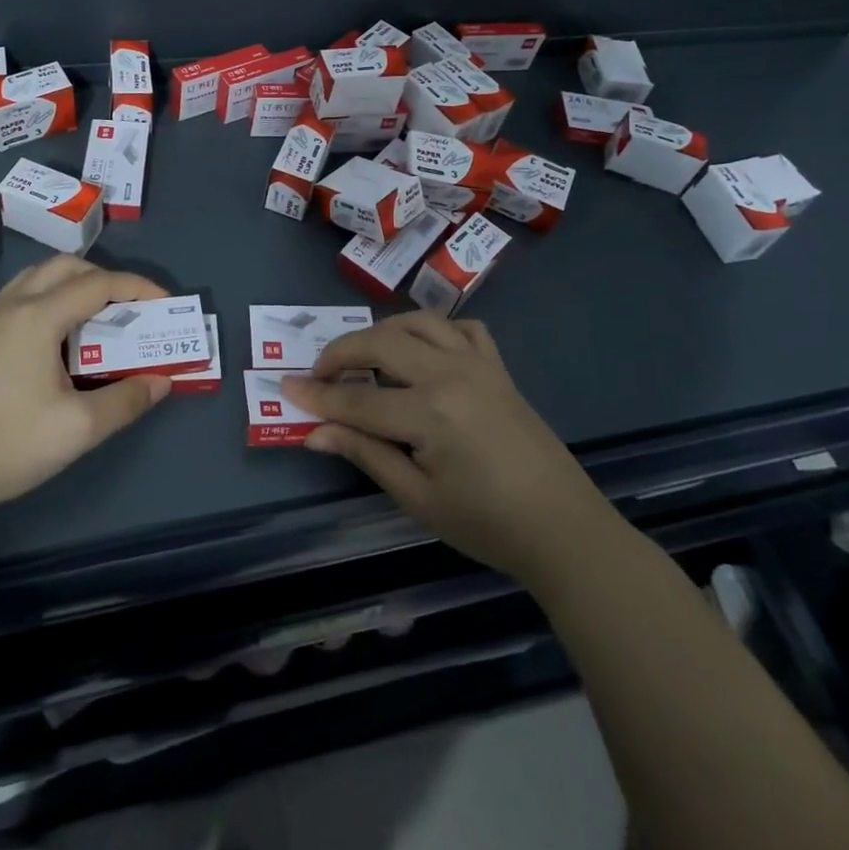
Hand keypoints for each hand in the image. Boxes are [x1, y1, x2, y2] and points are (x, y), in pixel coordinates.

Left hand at [0, 255, 171, 517]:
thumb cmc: (10, 445)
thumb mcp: (79, 428)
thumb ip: (127, 400)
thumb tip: (162, 380)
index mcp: (38, 317)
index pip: (98, 284)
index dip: (137, 287)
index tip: (165, 302)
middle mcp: (12, 305)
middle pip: (67, 267)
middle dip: (105, 278)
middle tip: (130, 308)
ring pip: (39, 276)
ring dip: (75, 283)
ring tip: (97, 317)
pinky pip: (22, 294)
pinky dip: (51, 296)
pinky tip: (58, 336)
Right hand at [284, 312, 604, 586]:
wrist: (562, 528)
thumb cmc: (486, 524)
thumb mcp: (418, 498)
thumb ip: (366, 455)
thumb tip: (316, 432)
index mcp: (430, 412)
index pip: (358, 399)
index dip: (318, 395)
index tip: (285, 386)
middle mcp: (450, 374)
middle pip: (381, 344)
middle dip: (342, 353)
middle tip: (320, 374)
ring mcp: (478, 364)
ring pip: (418, 321)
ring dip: (383, 331)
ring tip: (365, 357)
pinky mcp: (498, 366)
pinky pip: (462, 328)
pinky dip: (435, 330)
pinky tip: (425, 351)